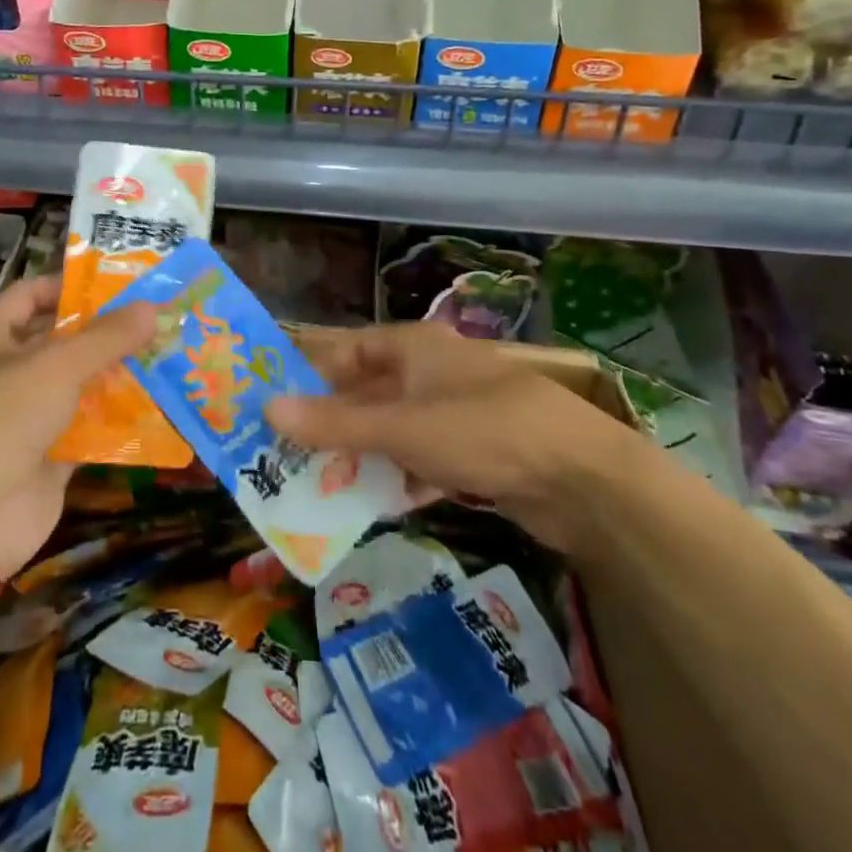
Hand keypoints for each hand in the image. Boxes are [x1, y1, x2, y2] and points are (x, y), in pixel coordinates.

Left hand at [0, 277, 155, 576]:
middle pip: (61, 341)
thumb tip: (151, 307)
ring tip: (169, 355)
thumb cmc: (0, 418)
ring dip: (118, 375)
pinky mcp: (48, 457)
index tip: (120, 285)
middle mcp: (6, 373)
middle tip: (158, 319)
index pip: (31, 295)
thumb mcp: (56, 366)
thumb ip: (106, 337)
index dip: (71, 286)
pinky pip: (90, 430)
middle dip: (106, 332)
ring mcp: (27, 418)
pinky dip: (118, 421)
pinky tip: (159, 406)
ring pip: (79, 386)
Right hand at [264, 323, 637, 553]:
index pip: (351, 351)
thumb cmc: (482, 430)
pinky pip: (423, 461)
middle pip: (370, 394)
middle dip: (334, 425)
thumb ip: (334, 423)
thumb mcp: (400, 428)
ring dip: (364, 457)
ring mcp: (457, 413)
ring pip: (395, 431)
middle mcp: (433, 372)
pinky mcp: (477, 454)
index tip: (278, 406)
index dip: (314, 374)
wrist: (583, 480)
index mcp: (415, 347)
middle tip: (290, 456)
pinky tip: (378, 504)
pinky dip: (401, 478)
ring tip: (321, 487)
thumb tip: (267, 408)